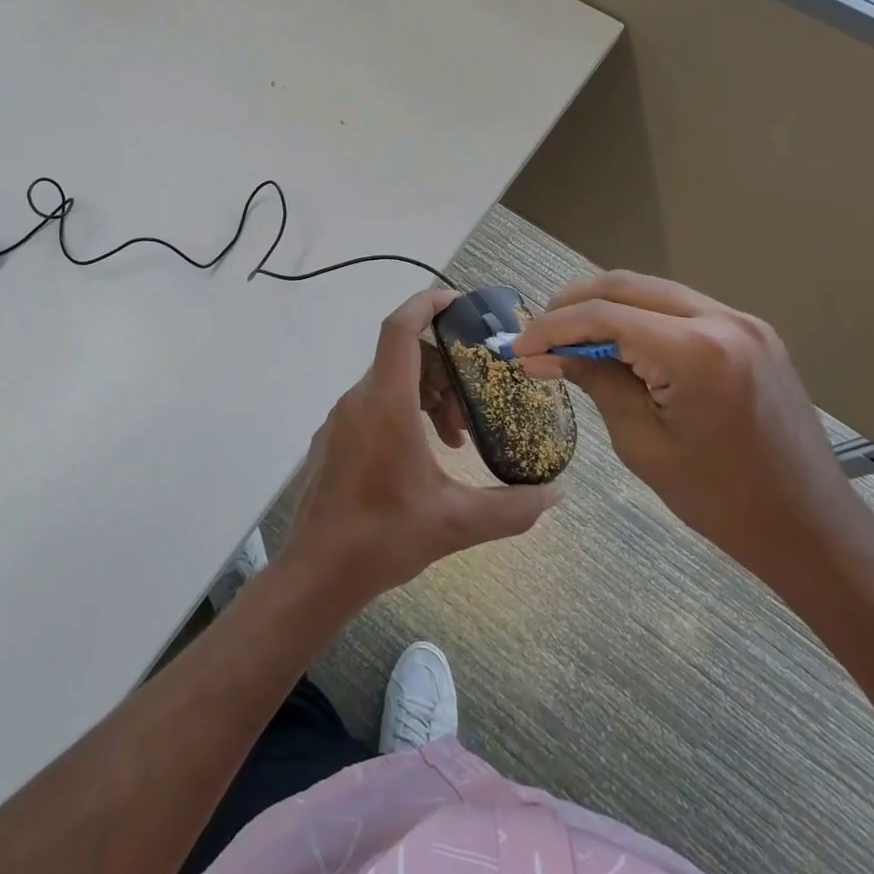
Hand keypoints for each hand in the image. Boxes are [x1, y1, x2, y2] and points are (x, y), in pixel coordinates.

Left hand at [283, 289, 562, 607]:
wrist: (317, 572)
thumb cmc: (384, 538)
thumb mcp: (456, 523)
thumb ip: (513, 508)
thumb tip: (556, 494)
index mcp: (385, 403)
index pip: (400, 328)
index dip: (427, 303)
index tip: (458, 301)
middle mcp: (358, 399)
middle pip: (404, 356)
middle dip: (445, 369)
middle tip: (475, 406)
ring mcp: (341, 419)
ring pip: (390, 382)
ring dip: (427, 396)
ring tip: (456, 438)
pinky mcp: (333, 439)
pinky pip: (373, 404)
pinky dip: (404, 412)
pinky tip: (424, 455)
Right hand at [512, 272, 871, 584]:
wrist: (811, 528)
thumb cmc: (721, 499)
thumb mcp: (642, 442)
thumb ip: (595, 381)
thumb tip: (545, 354)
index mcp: (697, 351)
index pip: (604, 316)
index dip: (552, 328)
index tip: (519, 348)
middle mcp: (722, 319)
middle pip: (625, 286)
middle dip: (573, 305)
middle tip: (539, 336)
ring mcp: (742, 322)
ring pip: (652, 290)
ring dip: (604, 306)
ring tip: (569, 337)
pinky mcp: (751, 333)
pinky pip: (679, 307)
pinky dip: (639, 316)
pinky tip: (617, 341)